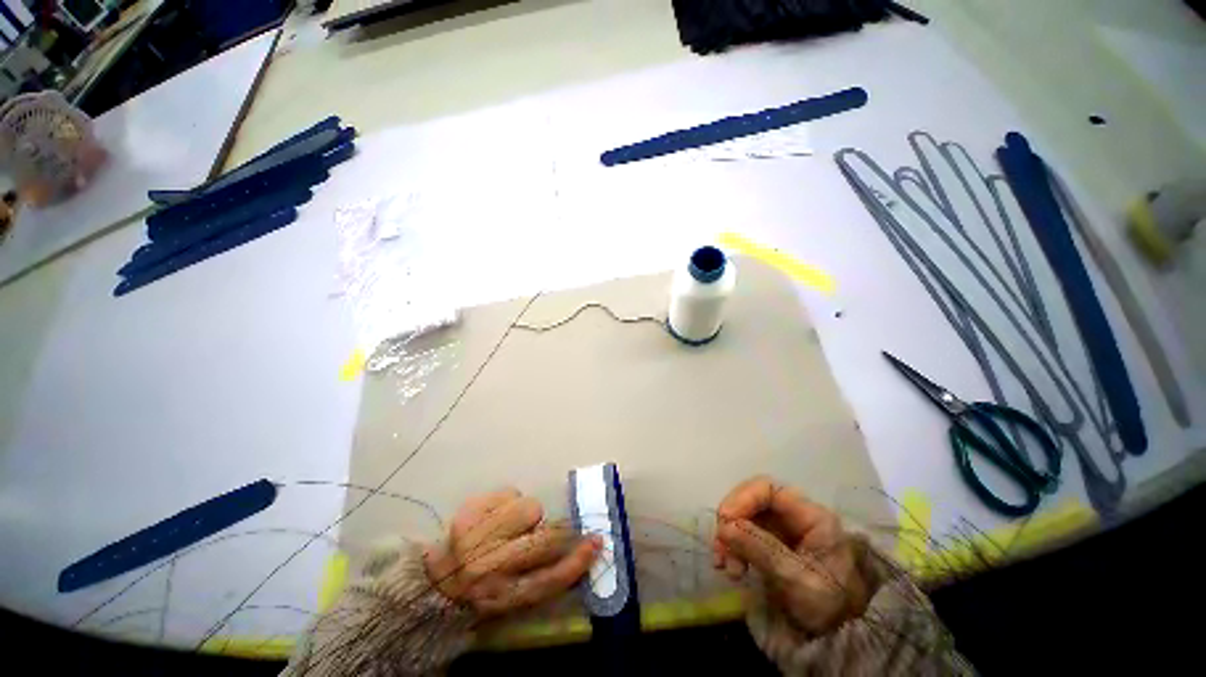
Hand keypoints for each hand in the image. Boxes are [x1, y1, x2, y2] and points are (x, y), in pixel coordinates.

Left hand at [424, 488, 600, 616]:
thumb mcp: (510, 597)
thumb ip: (540, 577)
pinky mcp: (468, 512)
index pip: (548, 580)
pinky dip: (509, 499)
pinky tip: (496, 513)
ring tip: (512, 524)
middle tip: (560, 528)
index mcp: (502, 595)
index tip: (595, 543)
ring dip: (529, 513)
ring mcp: (476, 537)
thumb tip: (573, 547)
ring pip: (529, 507)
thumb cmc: (477, 589)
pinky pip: (510, 492)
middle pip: (543, 539)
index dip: (576, 561)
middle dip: (557, 529)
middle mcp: (489, 568)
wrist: (432, 580)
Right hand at [713, 477, 869, 634]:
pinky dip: (731, 545)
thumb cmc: (826, 607)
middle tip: (720, 546)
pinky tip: (726, 564)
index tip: (724, 520)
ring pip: (745, 516)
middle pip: (752, 500)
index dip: (742, 498)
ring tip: (723, 565)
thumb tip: (724, 527)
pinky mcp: (771, 542)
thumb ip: (761, 550)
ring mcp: (782, 528)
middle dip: (732, 520)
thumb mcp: (796, 580)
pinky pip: (744, 532)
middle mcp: (795, 515)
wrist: (838, 640)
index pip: (769, 489)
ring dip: (729, 535)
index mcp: (812, 517)